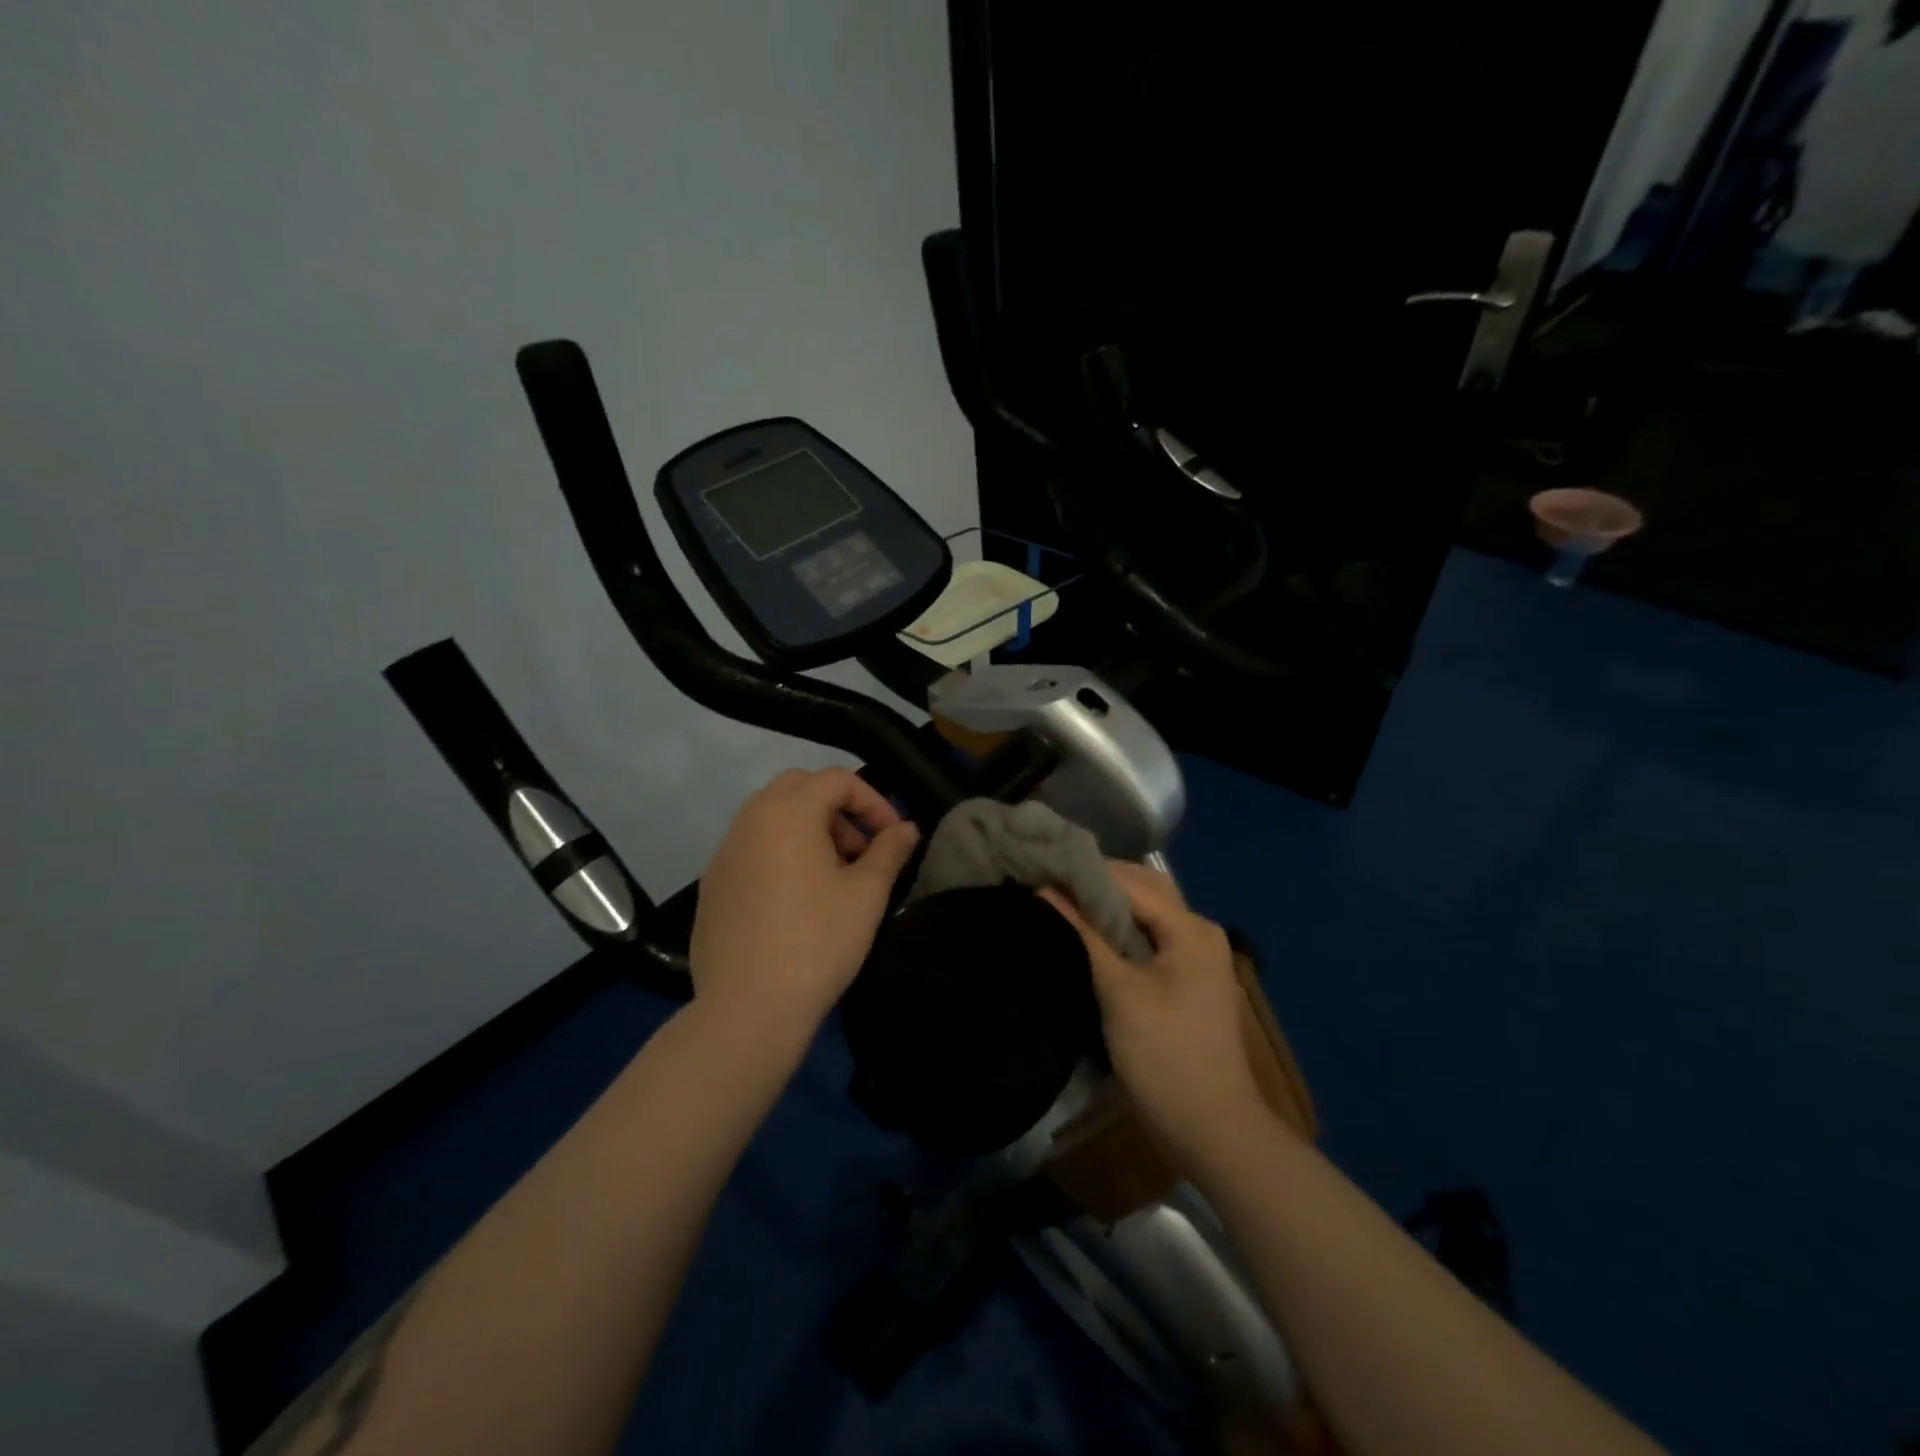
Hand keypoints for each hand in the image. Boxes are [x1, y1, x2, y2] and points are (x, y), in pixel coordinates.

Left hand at [689, 768, 919, 1042]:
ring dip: (808, 828)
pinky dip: (780, 852)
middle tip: (859, 850)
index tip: (892, 837)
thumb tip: (906, 828)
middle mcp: (749, 820)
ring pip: (771, 816)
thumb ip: (889, 851)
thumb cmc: (817, 942)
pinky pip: (751, 847)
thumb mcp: (866, 895)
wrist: (747, 1009)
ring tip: (832, 875)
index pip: (836, 779)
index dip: (873, 801)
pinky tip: (796, 899)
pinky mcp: (712, 884)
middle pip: (799, 788)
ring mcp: (724, 852)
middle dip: (837, 808)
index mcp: (788, 813)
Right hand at [1042, 863, 1263, 1169]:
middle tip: (1050, 880)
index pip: (1130, 882)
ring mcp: (1198, 955)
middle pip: (1144, 889)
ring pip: (1147, 913)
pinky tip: (1090, 933)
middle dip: (1098, 882)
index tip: (1041, 866)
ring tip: (1062, 901)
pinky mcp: (1189, 977)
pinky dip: (1121, 928)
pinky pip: (1151, 936)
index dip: (1085, 872)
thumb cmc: (1165, 1057)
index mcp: (1190, 928)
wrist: (1214, 1130)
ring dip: (1108, 905)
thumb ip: (1084, 935)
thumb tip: (1046, 890)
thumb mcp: (1119, 992)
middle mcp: (1200, 930)